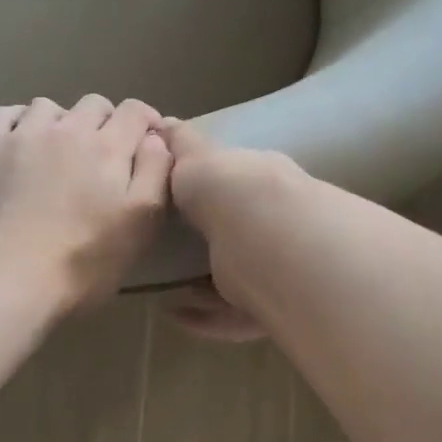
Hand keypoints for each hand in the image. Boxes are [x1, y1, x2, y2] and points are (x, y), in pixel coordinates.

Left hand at [0, 96, 172, 311]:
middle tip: (103, 155)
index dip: (146, 122)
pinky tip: (21, 142)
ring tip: (59, 150)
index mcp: (108, 147)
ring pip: (49, 106)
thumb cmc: (83, 260)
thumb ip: (155, 173)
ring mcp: (24, 135)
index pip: (135, 111)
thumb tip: (156, 138)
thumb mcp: (141, 224)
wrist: (8, 278)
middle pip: (94, 104)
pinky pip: (5, 113)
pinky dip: (19, 121)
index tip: (147, 142)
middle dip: (106, 122)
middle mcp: (68, 128)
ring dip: (62, 121)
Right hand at [159, 120, 302, 340]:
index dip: (214, 194)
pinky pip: (234, 317)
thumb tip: (164, 123)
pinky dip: (205, 318)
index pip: (240, 187)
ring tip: (167, 288)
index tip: (181, 204)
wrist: (266, 234)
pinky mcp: (271, 308)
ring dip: (204, 287)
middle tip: (171, 250)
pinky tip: (175, 313)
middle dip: (212, 243)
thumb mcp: (197, 157)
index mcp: (262, 184)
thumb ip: (181, 146)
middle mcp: (276, 224)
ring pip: (241, 280)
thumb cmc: (230, 188)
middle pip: (243, 236)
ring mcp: (278, 269)